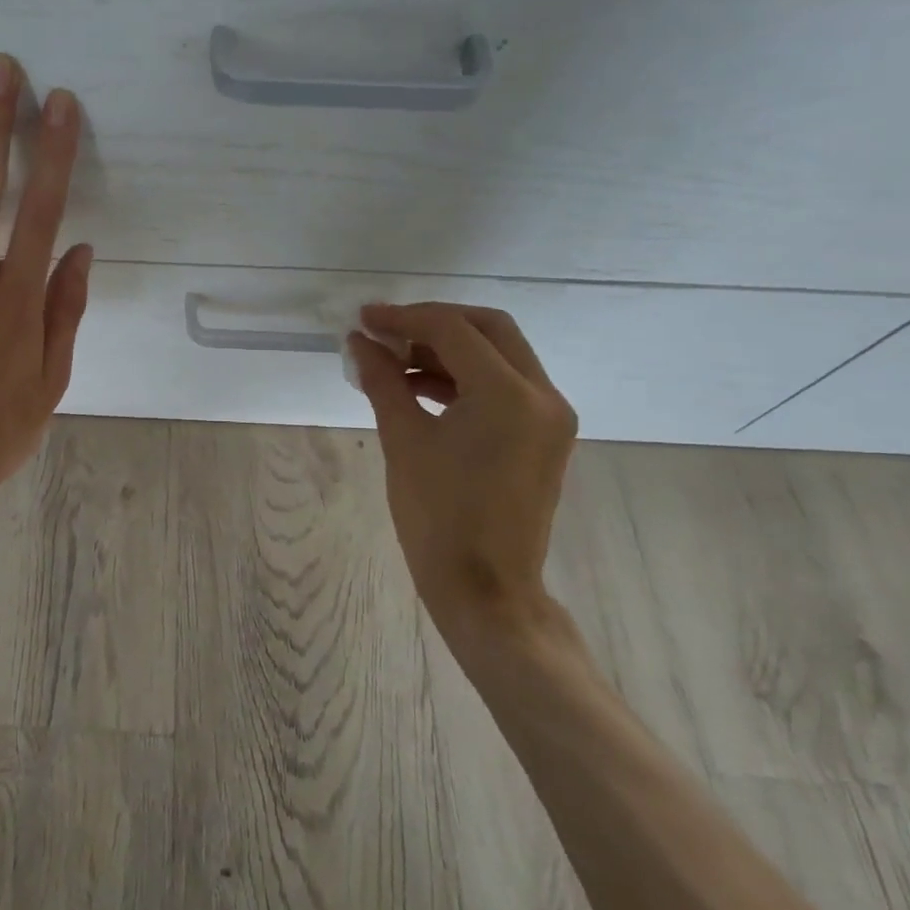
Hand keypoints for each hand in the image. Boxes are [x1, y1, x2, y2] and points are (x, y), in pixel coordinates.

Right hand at [348, 303, 578, 650]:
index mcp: (509, 395)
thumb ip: (382, 380)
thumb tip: (359, 341)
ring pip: (499, 354)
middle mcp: (542, 395)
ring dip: (448, 350)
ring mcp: (550, 416)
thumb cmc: (438, 517)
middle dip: (433, 323)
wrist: (486, 591)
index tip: (363, 319)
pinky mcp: (545, 435)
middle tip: (385, 332)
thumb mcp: (403, 440)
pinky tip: (419, 388)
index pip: (453, 330)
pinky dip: (464, 377)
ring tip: (394, 363)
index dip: (404, 318)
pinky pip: (505, 385)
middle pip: (488, 329)